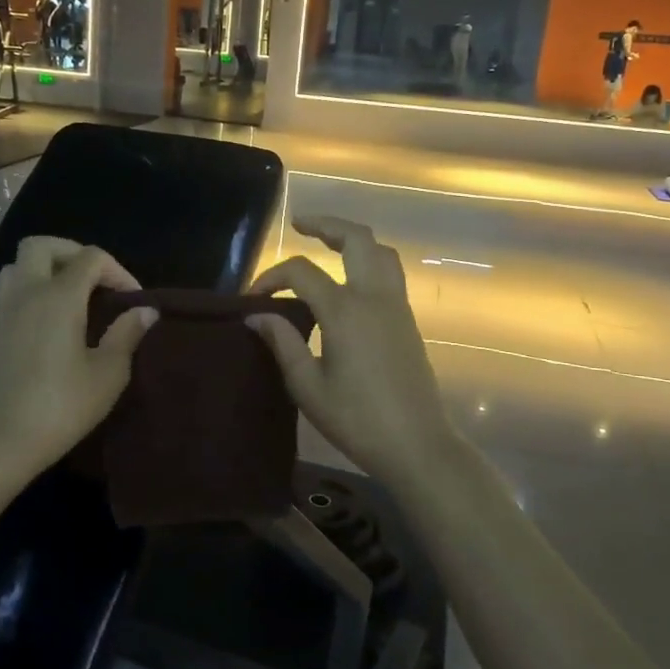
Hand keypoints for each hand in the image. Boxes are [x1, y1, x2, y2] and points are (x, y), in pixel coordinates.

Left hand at [0, 237, 157, 479]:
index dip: (117, 270)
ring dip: (44, 270)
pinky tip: (49, 326)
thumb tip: (145, 311)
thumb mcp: (107, 375)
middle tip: (94, 280)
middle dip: (71, 253)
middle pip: (41, 245)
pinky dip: (30, 294)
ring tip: (69, 297)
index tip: (132, 300)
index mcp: (59, 297)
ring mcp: (2, 312)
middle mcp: (26, 293)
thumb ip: (126, 335)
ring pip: (17, 267)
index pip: (90, 257)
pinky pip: (9, 294)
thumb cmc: (60, 407)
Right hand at [248, 215, 454, 484]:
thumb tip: (257, 316)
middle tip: (299, 224)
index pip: (302, 272)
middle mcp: (374, 297)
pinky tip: (349, 278)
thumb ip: (282, 344)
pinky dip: (368, 260)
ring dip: (353, 238)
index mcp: (345, 310)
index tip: (252, 298)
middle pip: (355, 238)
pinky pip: (390, 272)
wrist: (417, 444)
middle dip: (326, 224)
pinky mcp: (408, 320)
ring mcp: (396, 306)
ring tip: (328, 242)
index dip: (272, 277)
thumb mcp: (308, 386)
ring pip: (380, 251)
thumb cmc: (357, 419)